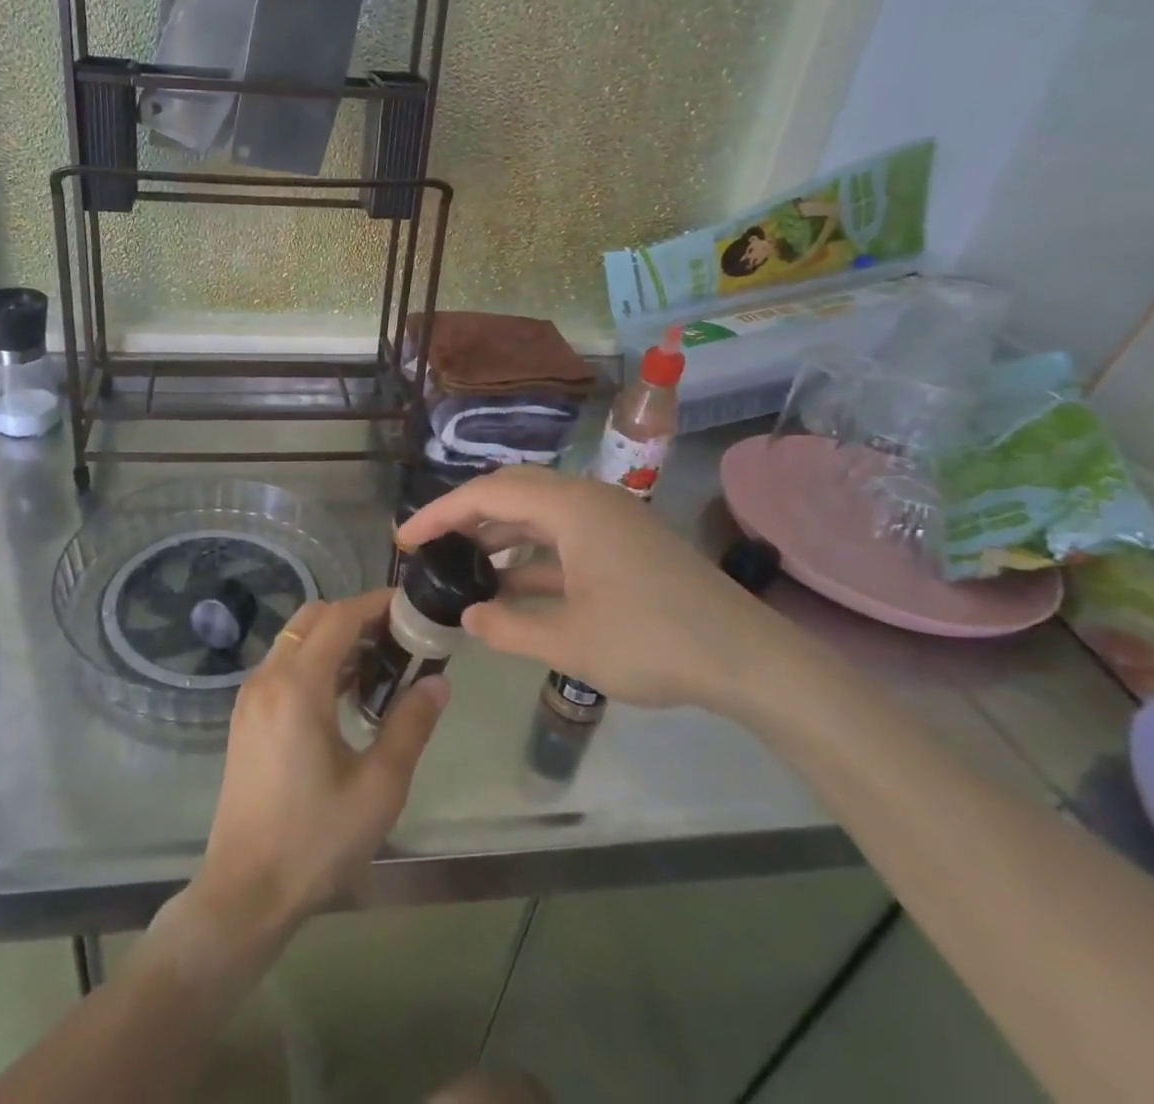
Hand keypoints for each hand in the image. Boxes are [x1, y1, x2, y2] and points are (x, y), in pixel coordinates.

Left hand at [186, 590, 448, 941]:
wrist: (245, 891)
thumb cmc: (316, 840)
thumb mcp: (379, 786)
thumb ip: (410, 726)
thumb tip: (439, 683)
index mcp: (298, 686)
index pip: (339, 616)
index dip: (376, 604)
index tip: (412, 609)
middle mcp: (268, 677)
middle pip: (314, 619)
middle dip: (356, 617)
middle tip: (398, 640)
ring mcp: (251, 696)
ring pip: (296, 640)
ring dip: (335, 640)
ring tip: (379, 667)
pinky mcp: (245, 716)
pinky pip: (283, 666)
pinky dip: (314, 661)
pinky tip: (343, 696)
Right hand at [397, 466, 792, 715]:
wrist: (749, 661)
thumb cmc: (654, 643)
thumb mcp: (570, 641)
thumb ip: (508, 626)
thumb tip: (469, 616)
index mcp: (572, 507)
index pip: (487, 494)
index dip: (439, 514)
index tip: (404, 540)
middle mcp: (588, 500)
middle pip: (510, 492)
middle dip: (464, 516)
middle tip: (427, 545)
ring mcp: (609, 521)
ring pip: (537, 513)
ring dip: (497, 534)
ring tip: (460, 563)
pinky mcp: (623, 544)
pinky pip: (562, 536)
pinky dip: (530, 554)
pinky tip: (509, 584)